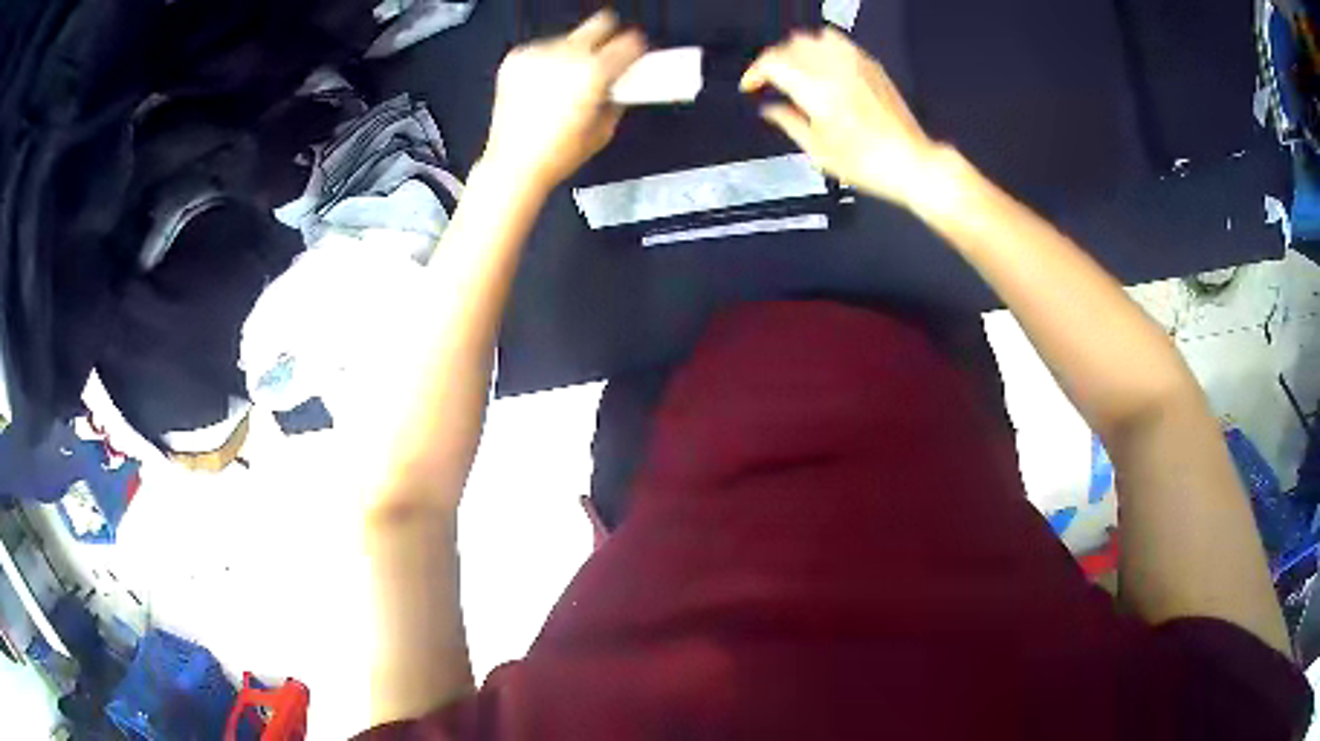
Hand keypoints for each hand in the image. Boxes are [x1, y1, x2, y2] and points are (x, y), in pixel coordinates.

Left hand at [482, 11, 646, 191]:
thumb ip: (620, 97)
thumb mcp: (604, 130)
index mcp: (594, 72)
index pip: (630, 41)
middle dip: (608, 37)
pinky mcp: (516, 59)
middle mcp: (566, 55)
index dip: (637, 49)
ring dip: (576, 52)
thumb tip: (624, 81)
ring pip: (570, 37)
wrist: (513, 165)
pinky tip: (545, 85)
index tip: (636, 55)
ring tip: (568, 82)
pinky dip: (548, 61)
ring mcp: (538, 54)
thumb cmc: (559, 154)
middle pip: (600, 23)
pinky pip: (542, 48)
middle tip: (607, 56)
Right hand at [741, 28, 942, 208]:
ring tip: (795, 70)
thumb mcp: (818, 150)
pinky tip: (822, 66)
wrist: (910, 162)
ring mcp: (856, 64)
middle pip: (790, 45)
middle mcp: (835, 70)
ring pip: (813, 38)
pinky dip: (822, 48)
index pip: (772, 61)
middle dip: (773, 60)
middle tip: (770, 80)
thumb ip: (788, 122)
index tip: (751, 85)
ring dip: (797, 51)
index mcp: (817, 90)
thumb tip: (770, 109)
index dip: (755, 72)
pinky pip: (838, 41)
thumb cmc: (869, 163)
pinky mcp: (871, 65)